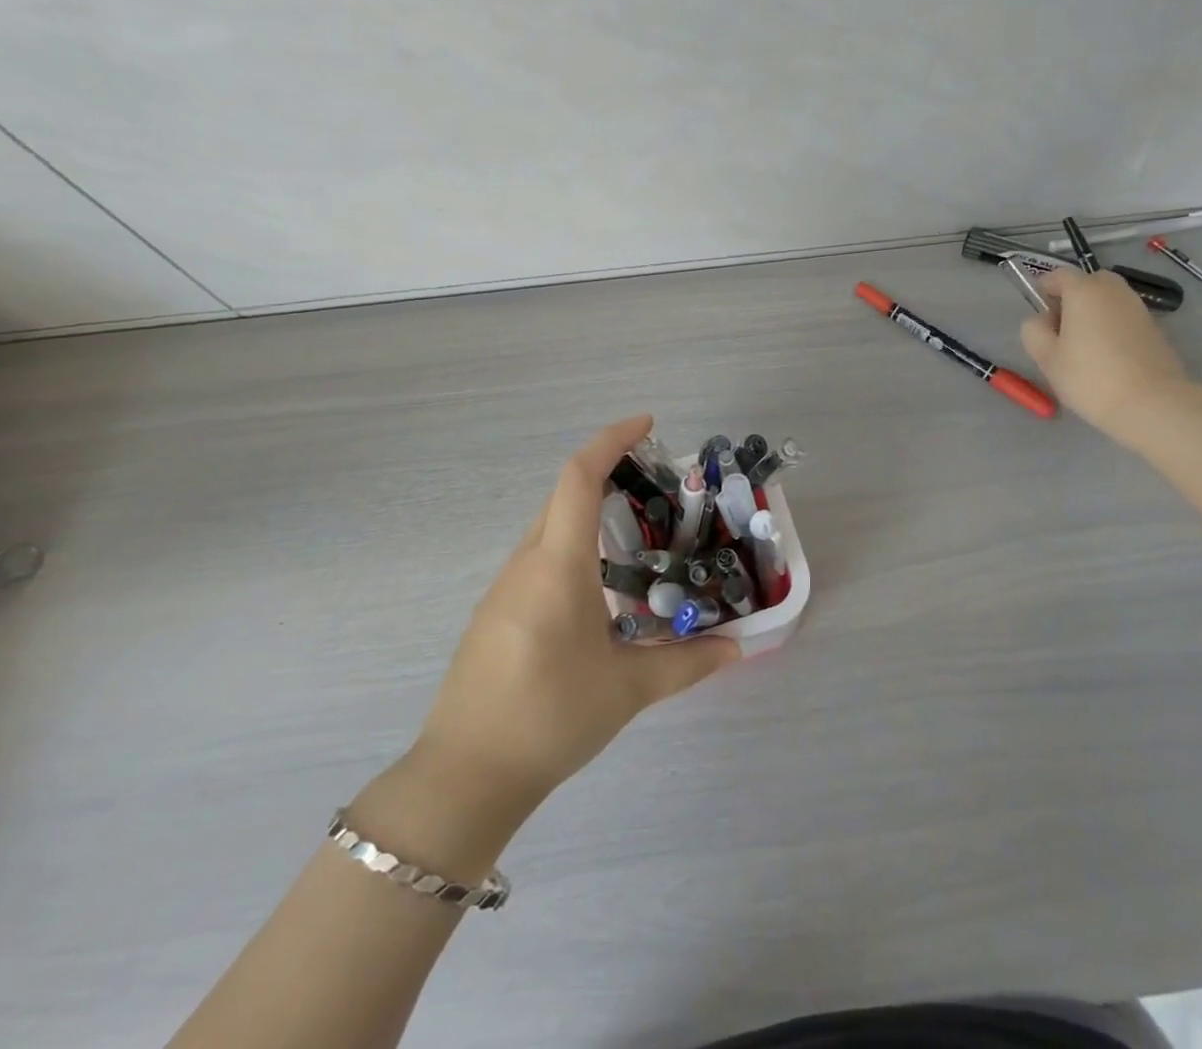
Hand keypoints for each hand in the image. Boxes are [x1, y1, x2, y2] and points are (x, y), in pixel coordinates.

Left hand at [410, 415, 737, 817]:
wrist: (464, 776)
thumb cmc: (549, 718)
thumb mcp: (627, 690)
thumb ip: (687, 664)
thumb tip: (737, 649)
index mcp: (558, 565)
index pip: (579, 478)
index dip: (611, 440)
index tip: (647, 424)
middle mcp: (526, 563)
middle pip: (563, 494)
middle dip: (606, 473)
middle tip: (654, 482)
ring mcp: (504, 587)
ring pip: (548, 526)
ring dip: (588, 513)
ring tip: (635, 534)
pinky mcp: (494, 612)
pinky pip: (537, 558)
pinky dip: (571, 546)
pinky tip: (598, 588)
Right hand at [1020, 269, 1192, 441]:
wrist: (1152, 404)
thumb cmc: (1090, 377)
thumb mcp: (1046, 358)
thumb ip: (1034, 331)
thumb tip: (1043, 321)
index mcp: (1084, 291)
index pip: (1059, 275)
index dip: (1044, 289)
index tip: (1040, 314)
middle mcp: (1114, 291)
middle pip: (1088, 283)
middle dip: (1072, 298)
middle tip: (1062, 330)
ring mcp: (1138, 308)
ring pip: (1108, 300)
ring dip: (1093, 313)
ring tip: (1084, 347)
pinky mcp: (1154, 328)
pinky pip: (1124, 317)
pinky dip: (1112, 326)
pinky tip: (1107, 357)